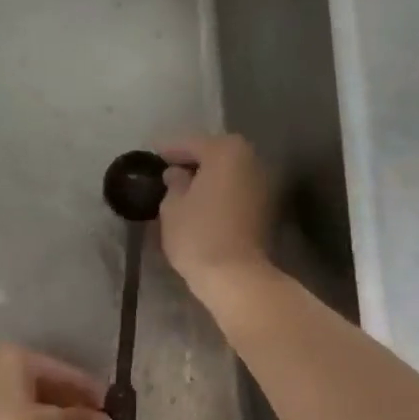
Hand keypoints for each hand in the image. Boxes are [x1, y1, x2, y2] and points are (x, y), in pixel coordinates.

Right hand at [157, 134, 274, 293]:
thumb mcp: (172, 206)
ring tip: (183, 189)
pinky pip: (237, 189)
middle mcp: (250, 159)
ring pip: (228, 172)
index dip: (169, 150)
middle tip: (168, 170)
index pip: (191, 143)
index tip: (152, 154)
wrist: (236, 275)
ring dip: (208, 176)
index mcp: (226, 151)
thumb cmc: (198, 235)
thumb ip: (174, 183)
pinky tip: (203, 203)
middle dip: (192, 160)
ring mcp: (263, 183)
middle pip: (215, 154)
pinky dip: (221, 191)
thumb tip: (178, 174)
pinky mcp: (266, 206)